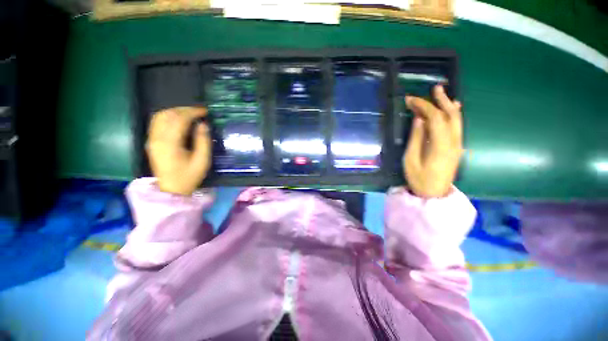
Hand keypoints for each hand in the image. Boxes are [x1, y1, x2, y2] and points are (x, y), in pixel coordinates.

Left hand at [146, 107, 210, 195]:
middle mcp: (157, 138)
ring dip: (175, 111)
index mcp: (170, 143)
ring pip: (160, 116)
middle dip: (184, 110)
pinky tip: (178, 120)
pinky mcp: (151, 142)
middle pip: (168, 115)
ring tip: (190, 114)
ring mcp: (152, 139)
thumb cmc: (189, 176)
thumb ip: (203, 141)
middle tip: (199, 112)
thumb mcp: (202, 161)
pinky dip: (168, 117)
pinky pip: (156, 122)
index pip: (179, 120)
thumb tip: (203, 124)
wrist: (171, 189)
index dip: (193, 112)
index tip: (205, 111)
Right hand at [403, 85, 462, 197]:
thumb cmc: (419, 178)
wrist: (434, 193)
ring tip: (441, 93)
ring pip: (456, 119)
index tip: (410, 100)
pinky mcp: (457, 147)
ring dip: (449, 105)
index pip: (435, 118)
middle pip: (450, 116)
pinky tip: (452, 108)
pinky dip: (454, 114)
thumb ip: (416, 138)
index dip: (424, 106)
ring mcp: (457, 144)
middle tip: (434, 88)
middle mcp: (454, 142)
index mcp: (440, 146)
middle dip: (441, 100)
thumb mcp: (411, 159)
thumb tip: (418, 119)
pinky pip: (457, 126)